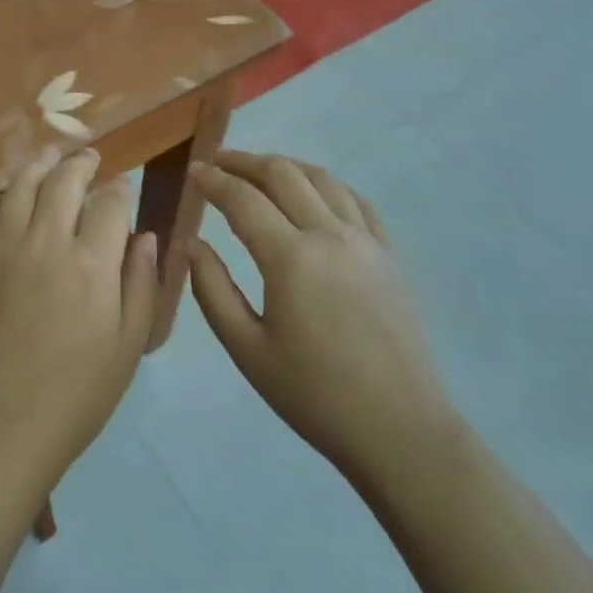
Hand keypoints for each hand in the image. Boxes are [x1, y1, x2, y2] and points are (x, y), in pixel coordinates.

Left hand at [0, 147, 157, 501]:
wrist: (0, 428)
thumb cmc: (77, 395)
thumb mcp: (127, 347)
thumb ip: (141, 285)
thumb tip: (146, 236)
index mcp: (92, 262)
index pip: (110, 203)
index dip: (121, 189)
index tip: (124, 186)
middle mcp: (47, 242)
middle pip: (64, 181)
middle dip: (81, 162)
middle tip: (90, 157)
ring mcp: (3, 250)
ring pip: (20, 187)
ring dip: (37, 164)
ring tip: (49, 154)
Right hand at [187, 151, 458, 491]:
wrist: (400, 430)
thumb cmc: (315, 395)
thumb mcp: (247, 350)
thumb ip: (212, 290)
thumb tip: (193, 243)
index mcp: (290, 258)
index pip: (242, 198)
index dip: (212, 180)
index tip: (192, 171)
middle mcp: (329, 235)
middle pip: (282, 174)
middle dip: (244, 161)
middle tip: (217, 163)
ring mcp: (365, 241)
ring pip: (321, 178)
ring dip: (284, 166)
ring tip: (258, 172)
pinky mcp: (388, 254)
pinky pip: (355, 200)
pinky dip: (325, 184)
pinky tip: (312, 193)